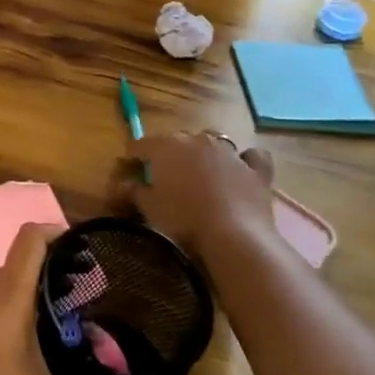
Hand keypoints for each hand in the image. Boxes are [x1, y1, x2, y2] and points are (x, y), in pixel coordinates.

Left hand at [0, 224, 151, 374]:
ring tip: (67, 322)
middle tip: (89, 293)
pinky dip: (14, 314)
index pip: (29, 240)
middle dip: (54, 271)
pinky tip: (32, 351)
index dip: (57, 231)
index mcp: (5, 300)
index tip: (87, 246)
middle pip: (19, 265)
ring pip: (3, 290)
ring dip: (33, 296)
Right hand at [109, 133, 279, 261]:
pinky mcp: (255, 168)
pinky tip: (241, 170)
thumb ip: (133, 191)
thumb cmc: (183, 219)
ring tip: (200, 173)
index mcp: (166, 146)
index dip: (132, 157)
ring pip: (212, 142)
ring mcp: (229, 151)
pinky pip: (250, 156)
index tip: (128, 170)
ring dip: (203, 153)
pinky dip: (244, 161)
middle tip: (164, 177)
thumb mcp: (149, 208)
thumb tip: (119, 185)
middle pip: (176, 140)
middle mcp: (196, 139)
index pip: (140, 145)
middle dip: (168, 154)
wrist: (234, 235)